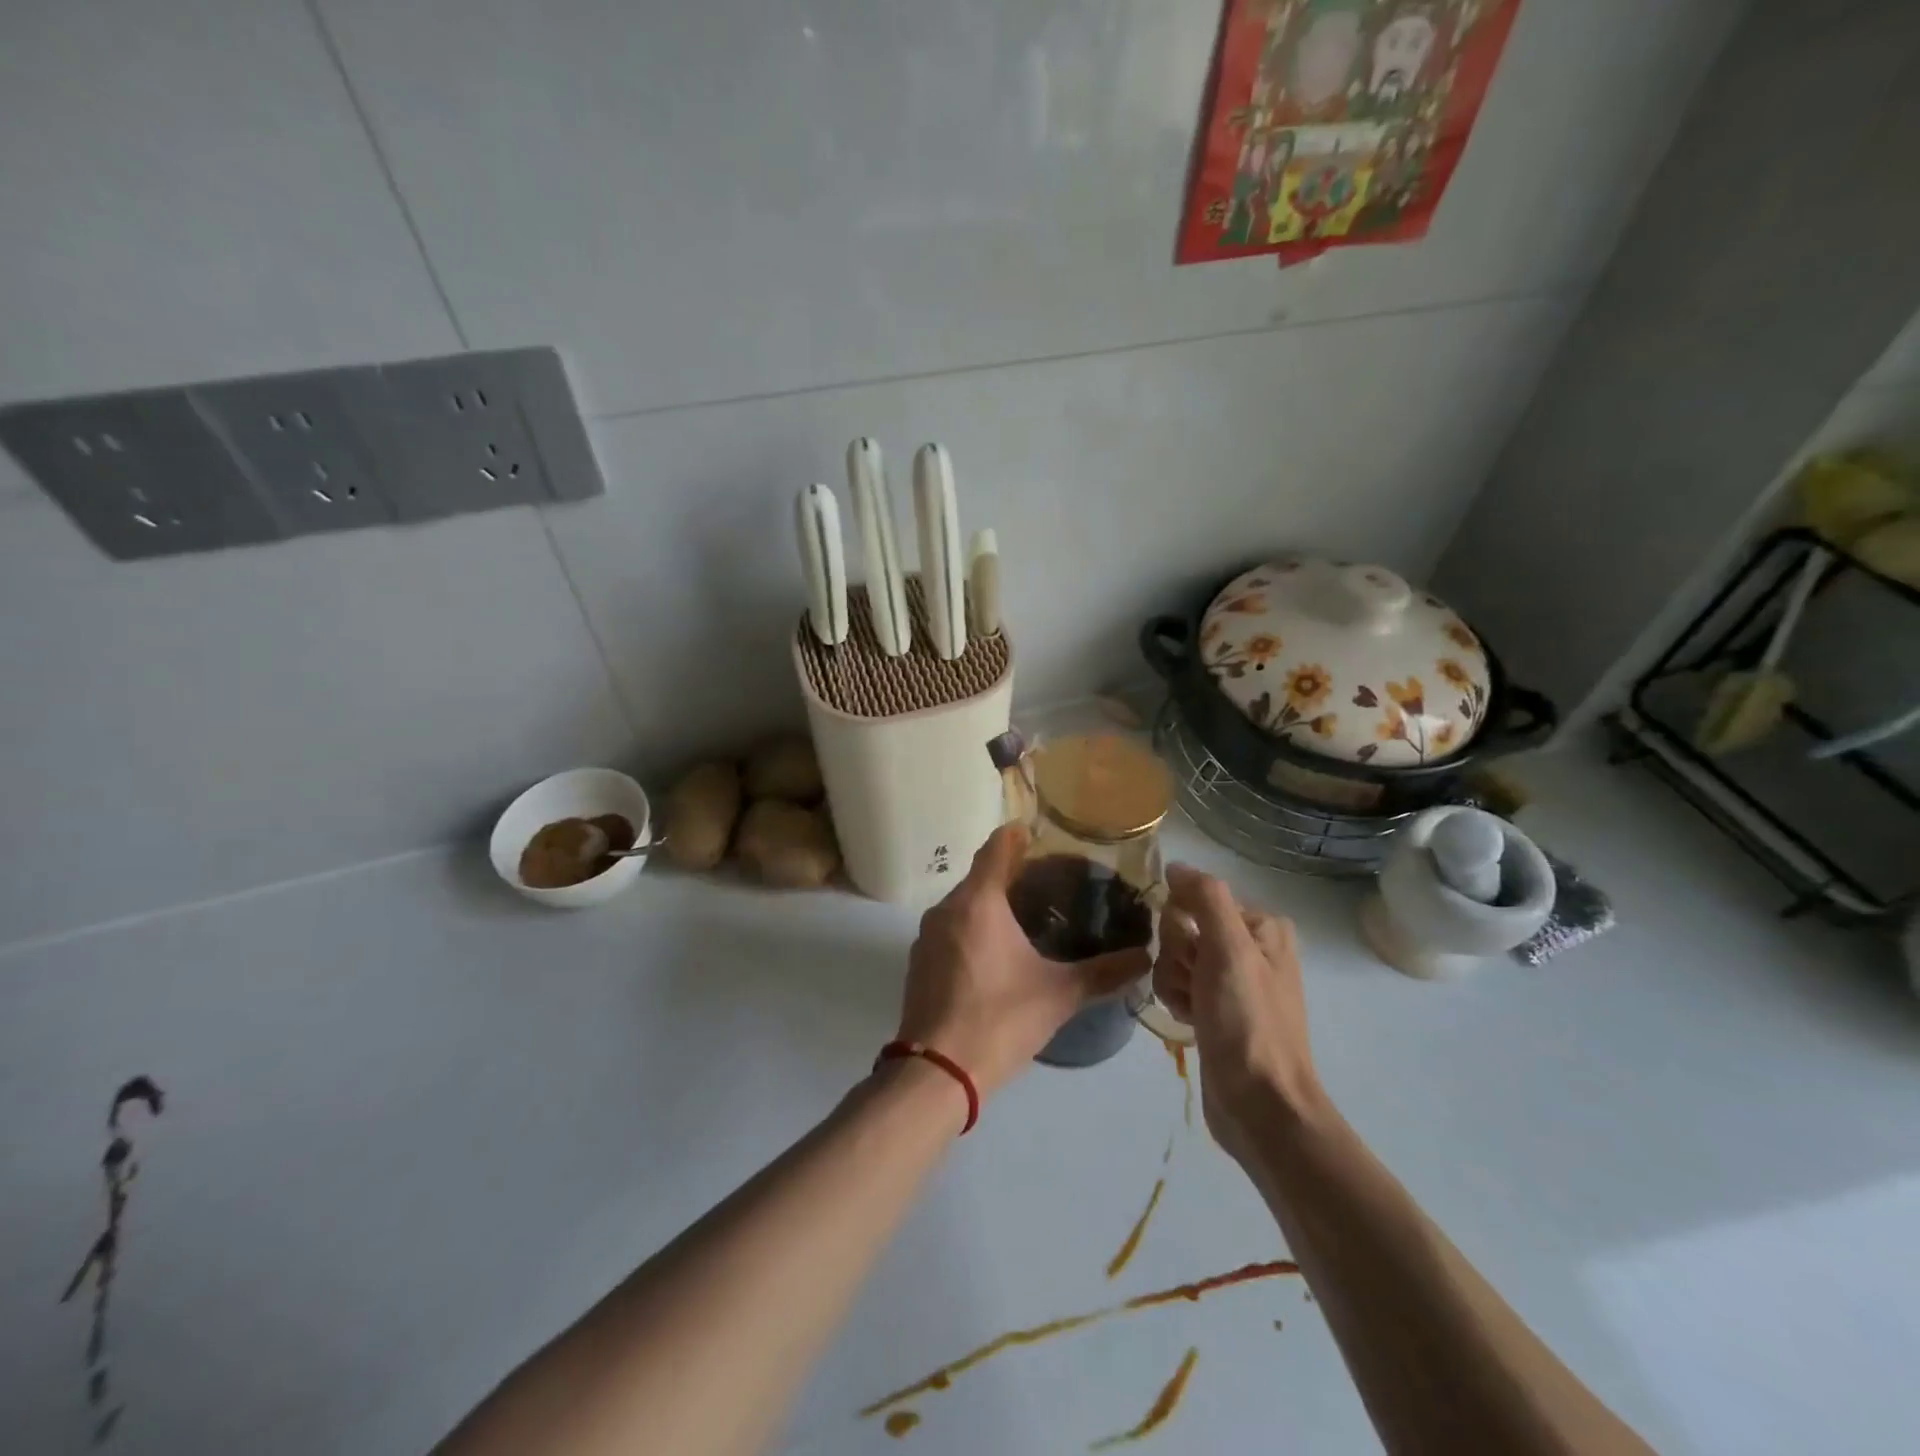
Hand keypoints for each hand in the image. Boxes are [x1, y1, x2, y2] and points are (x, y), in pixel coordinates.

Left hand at [897, 825, 1149, 1099]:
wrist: (936, 1074)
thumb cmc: (998, 1021)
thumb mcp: (1059, 995)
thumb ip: (1104, 972)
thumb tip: (1146, 957)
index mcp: (977, 902)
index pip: (996, 847)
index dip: (1019, 835)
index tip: (1045, 836)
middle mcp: (946, 909)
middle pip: (981, 875)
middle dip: (1012, 873)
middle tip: (1052, 883)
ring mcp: (927, 936)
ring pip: (964, 903)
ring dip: (992, 903)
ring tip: (1030, 916)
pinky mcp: (919, 962)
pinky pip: (951, 929)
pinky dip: (974, 928)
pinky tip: (998, 953)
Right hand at [1153, 864, 1323, 1153]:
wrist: (1261, 1105)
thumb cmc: (1247, 1021)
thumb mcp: (1229, 949)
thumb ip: (1205, 897)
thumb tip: (1175, 865)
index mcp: (1261, 925)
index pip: (1196, 898)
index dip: (1183, 925)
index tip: (1196, 956)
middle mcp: (1249, 946)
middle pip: (1182, 928)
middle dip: (1178, 957)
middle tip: (1198, 986)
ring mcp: (1232, 980)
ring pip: (1174, 958)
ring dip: (1175, 982)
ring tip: (1195, 1010)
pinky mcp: (1216, 1009)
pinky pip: (1178, 985)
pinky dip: (1177, 1000)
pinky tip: (1191, 1021)